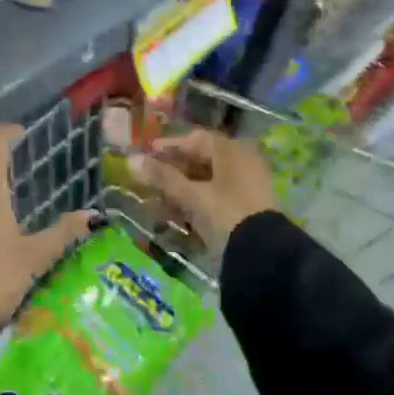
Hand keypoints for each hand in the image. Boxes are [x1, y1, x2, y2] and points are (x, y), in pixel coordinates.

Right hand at [128, 129, 277, 254]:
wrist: (262, 255)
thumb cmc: (225, 214)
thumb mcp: (192, 195)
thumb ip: (162, 177)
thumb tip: (131, 160)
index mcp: (232, 151)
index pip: (196, 139)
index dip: (169, 146)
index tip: (146, 154)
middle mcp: (241, 163)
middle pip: (201, 160)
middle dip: (173, 170)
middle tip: (148, 179)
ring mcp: (245, 186)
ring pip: (207, 180)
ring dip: (181, 188)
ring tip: (158, 200)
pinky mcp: (245, 208)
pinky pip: (215, 198)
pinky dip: (195, 202)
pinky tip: (177, 215)